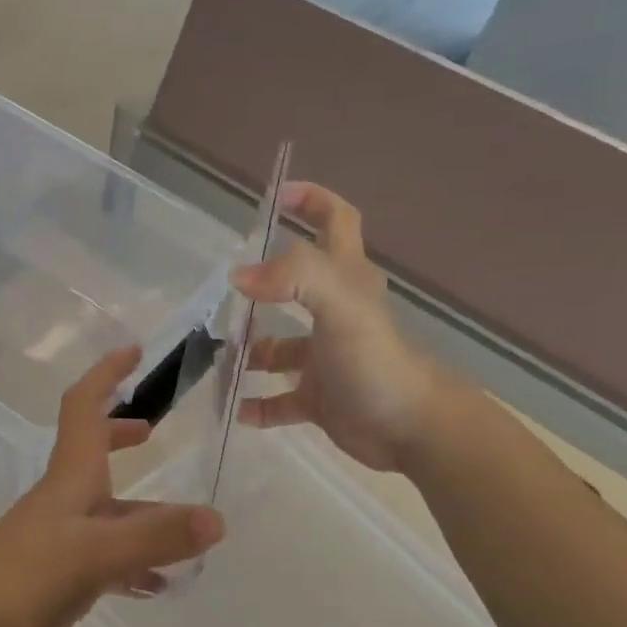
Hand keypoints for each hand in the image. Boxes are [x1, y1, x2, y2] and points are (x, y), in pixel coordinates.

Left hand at [0, 347, 225, 626]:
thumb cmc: (25, 574)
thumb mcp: (96, 553)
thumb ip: (155, 537)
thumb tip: (216, 519)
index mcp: (73, 475)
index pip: (85, 406)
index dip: (106, 374)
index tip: (134, 351)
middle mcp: (67, 496)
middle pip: (95, 450)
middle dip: (122, 433)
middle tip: (154, 431)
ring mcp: (61, 533)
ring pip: (108, 509)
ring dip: (142, 509)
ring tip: (184, 527)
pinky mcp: (58, 569)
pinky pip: (106, 554)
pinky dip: (134, 559)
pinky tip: (158, 583)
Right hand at [231, 182, 446, 473]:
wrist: (410, 429)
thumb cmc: (376, 361)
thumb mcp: (340, 305)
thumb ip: (294, 278)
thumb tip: (240, 276)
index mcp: (345, 280)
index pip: (335, 221)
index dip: (311, 200)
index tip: (275, 197)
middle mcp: (334, 313)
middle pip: (296, 285)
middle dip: (259, 285)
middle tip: (222, 293)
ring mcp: (325, 358)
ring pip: (277, 348)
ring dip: (248, 352)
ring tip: (215, 358)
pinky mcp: (319, 398)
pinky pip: (278, 399)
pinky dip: (256, 403)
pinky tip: (235, 407)